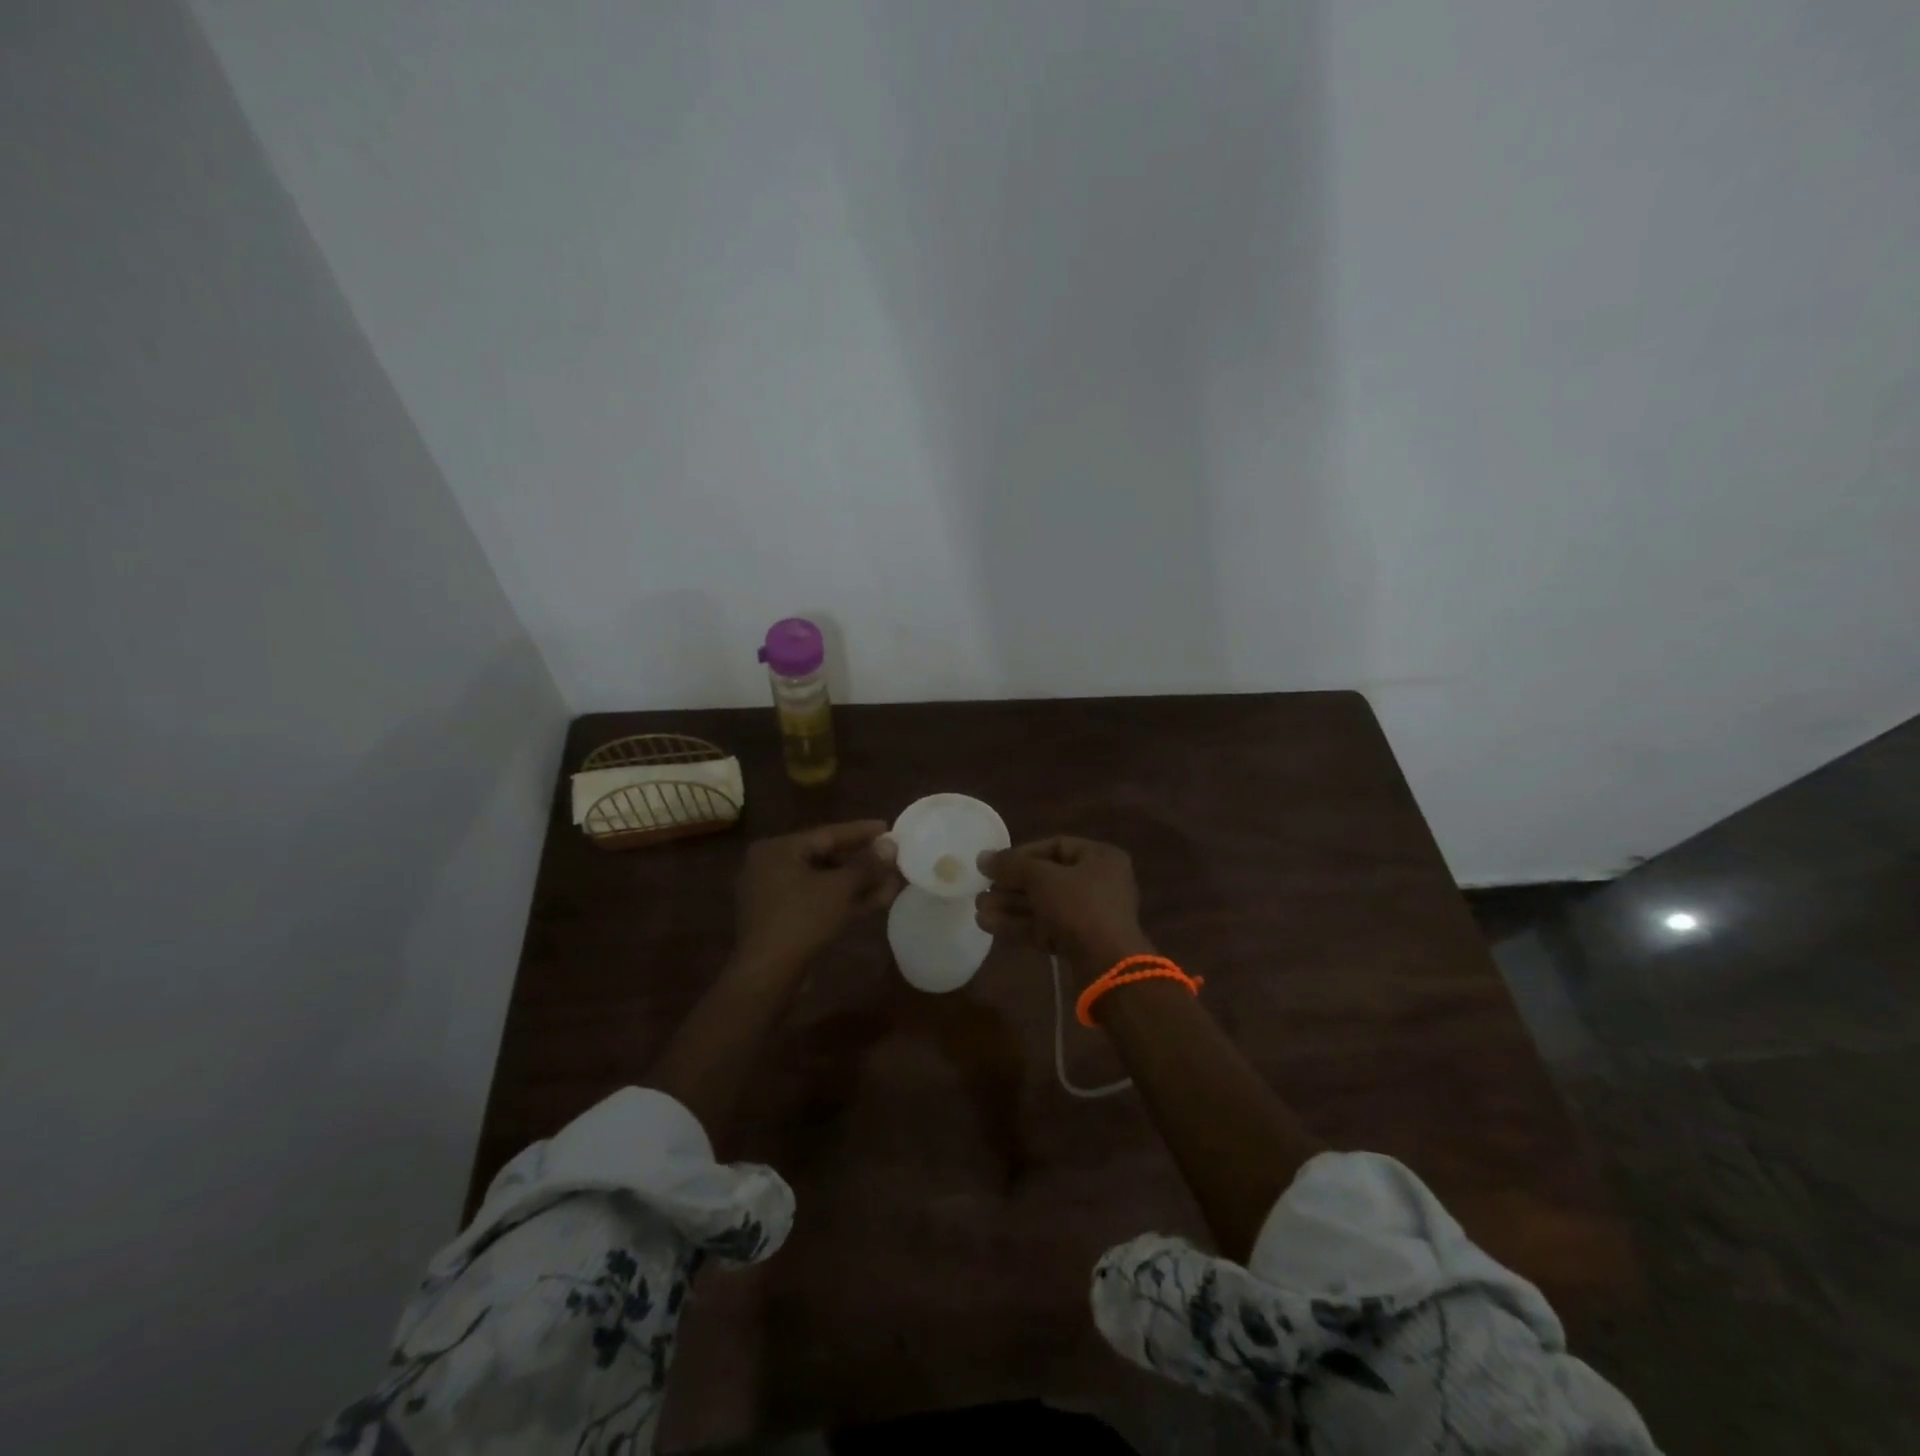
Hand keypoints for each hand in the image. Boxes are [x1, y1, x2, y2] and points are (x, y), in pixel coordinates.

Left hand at [733, 820, 901, 973]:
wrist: (768, 976)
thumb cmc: (801, 921)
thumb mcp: (840, 889)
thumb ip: (867, 865)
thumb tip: (891, 846)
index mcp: (777, 849)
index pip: (827, 833)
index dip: (861, 831)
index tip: (888, 828)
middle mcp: (771, 866)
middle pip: (826, 857)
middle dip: (863, 860)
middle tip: (892, 855)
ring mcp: (775, 895)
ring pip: (824, 882)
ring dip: (858, 883)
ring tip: (892, 879)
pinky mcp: (783, 920)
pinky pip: (818, 900)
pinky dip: (844, 899)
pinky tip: (876, 900)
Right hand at [975, 836, 1152, 977]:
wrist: (1107, 965)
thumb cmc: (1079, 906)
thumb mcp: (1042, 878)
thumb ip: (1011, 865)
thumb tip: (983, 857)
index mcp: (1100, 858)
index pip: (1056, 846)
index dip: (1022, 854)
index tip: (996, 864)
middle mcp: (1098, 883)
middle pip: (1046, 878)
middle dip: (1011, 885)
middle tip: (981, 889)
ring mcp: (1089, 915)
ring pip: (1043, 905)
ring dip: (1010, 906)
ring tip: (978, 909)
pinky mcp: (1078, 942)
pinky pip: (1045, 927)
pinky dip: (1018, 925)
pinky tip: (988, 925)